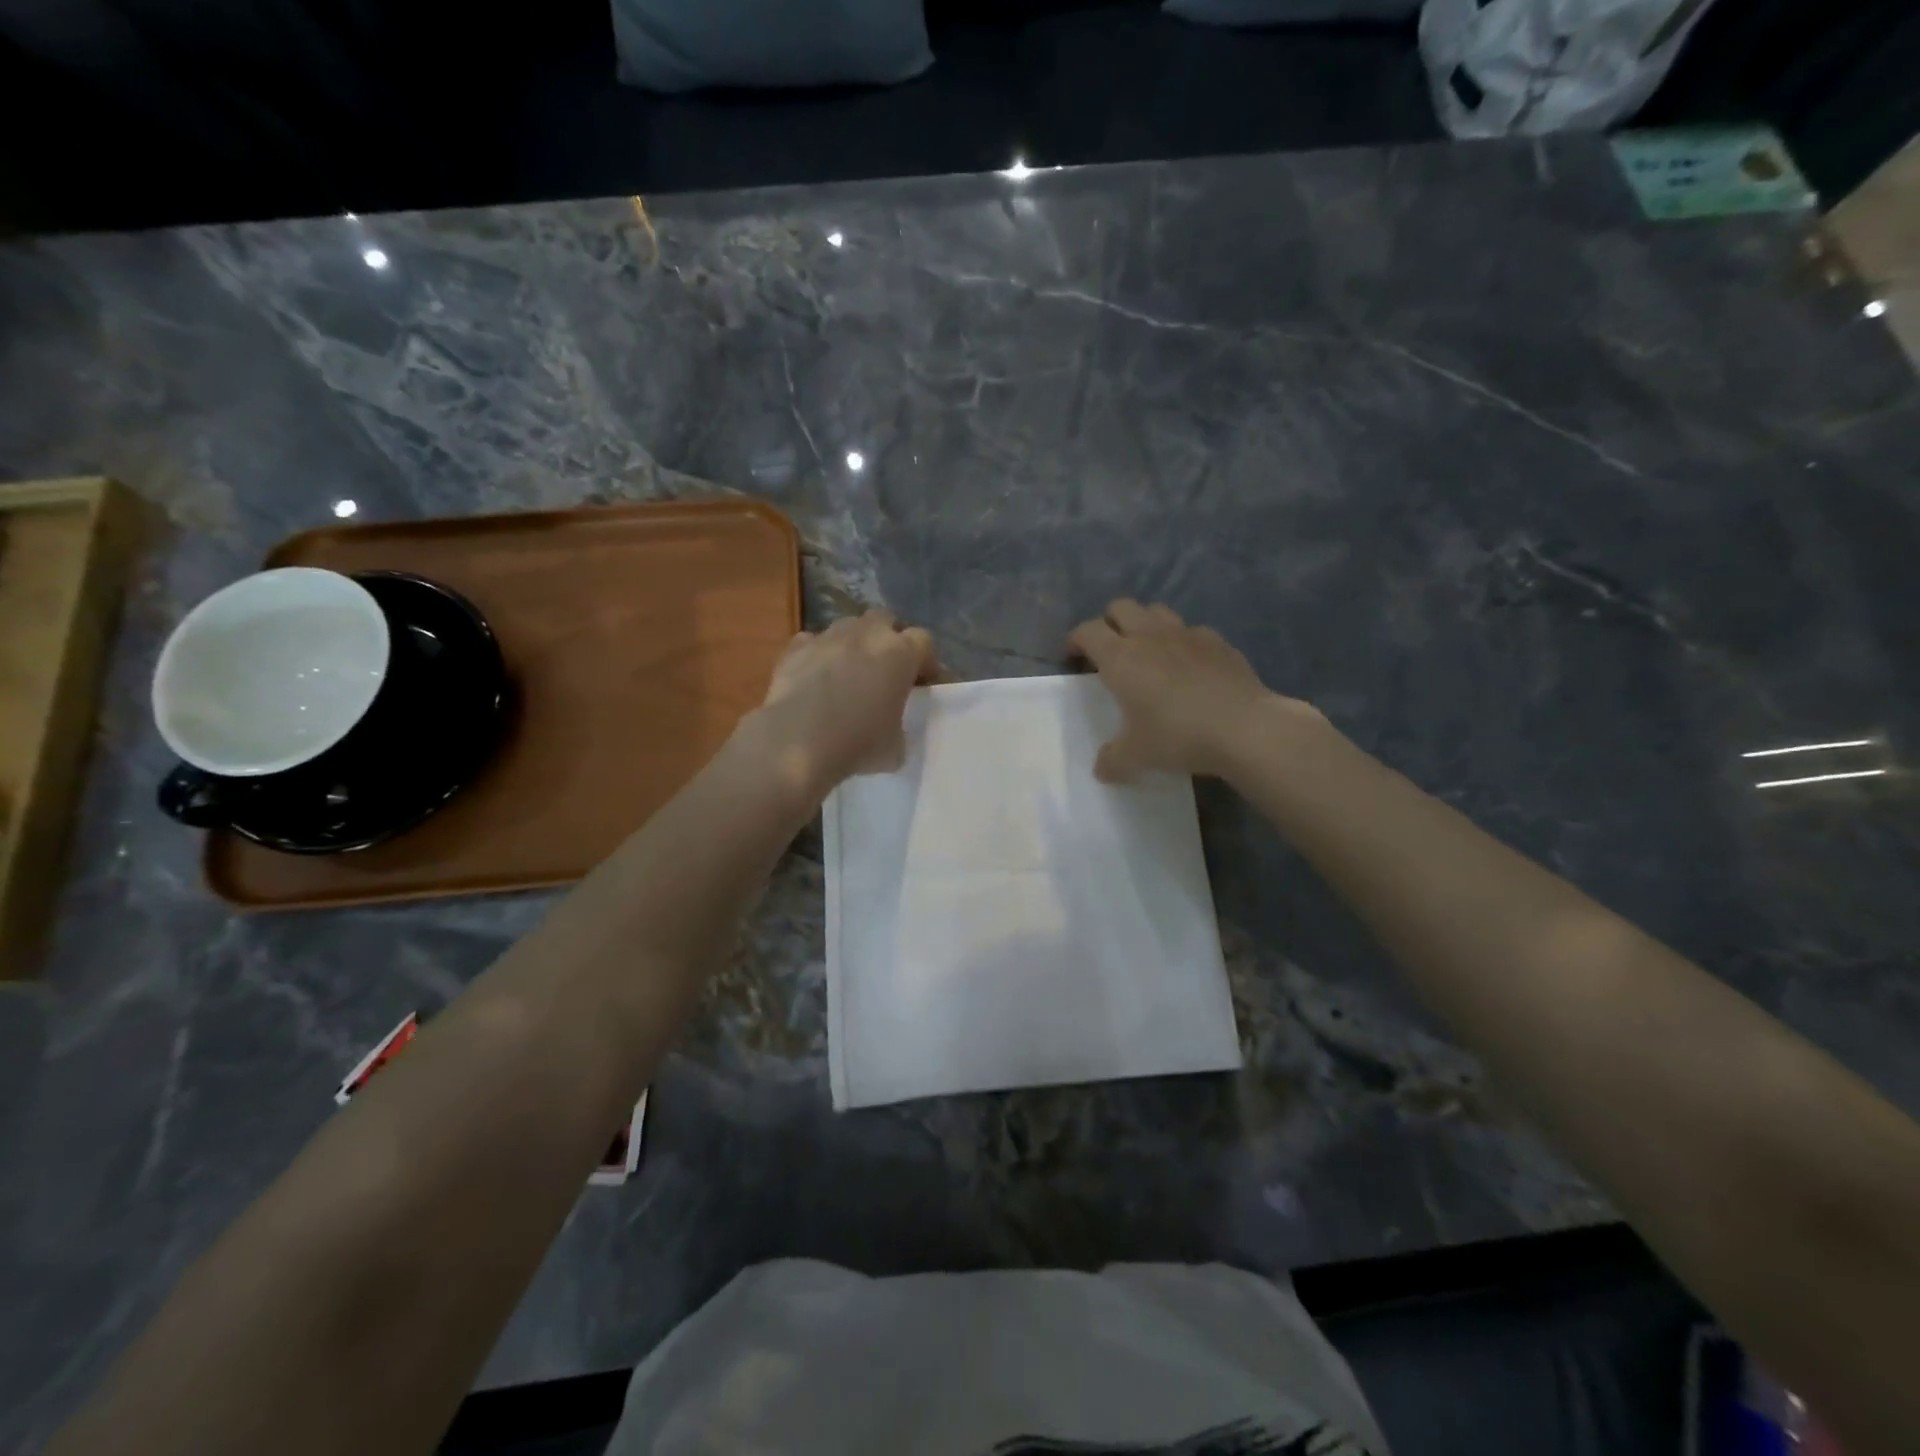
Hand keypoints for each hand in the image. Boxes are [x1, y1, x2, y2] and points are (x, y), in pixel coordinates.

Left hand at [750, 609, 939, 794]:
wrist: (797, 741)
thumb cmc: (858, 743)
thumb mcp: (896, 745)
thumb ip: (900, 722)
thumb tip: (891, 722)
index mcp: (900, 654)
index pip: (924, 641)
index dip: (925, 660)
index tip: (922, 682)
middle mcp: (866, 634)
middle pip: (886, 619)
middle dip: (889, 638)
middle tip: (886, 668)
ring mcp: (829, 637)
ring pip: (848, 626)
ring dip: (854, 643)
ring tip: (849, 671)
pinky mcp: (796, 647)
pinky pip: (814, 642)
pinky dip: (819, 654)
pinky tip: (815, 677)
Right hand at [1068, 599, 1315, 781]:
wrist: (1243, 728)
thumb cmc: (1177, 736)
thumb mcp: (1136, 756)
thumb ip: (1112, 760)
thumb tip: (1102, 769)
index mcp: (1120, 658)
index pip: (1087, 631)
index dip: (1075, 641)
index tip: (1074, 659)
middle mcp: (1150, 636)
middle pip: (1120, 607)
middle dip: (1110, 623)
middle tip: (1110, 652)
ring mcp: (1187, 634)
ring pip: (1156, 611)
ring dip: (1145, 625)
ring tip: (1149, 652)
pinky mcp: (1218, 641)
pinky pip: (1192, 631)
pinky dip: (1182, 642)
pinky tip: (1189, 667)